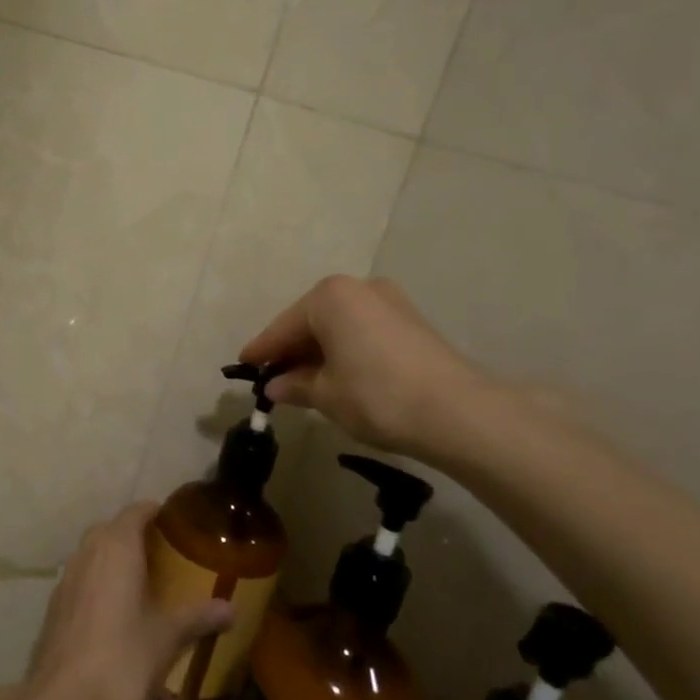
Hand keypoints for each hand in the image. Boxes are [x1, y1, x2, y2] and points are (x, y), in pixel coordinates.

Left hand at [26, 503, 233, 699]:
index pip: (137, 511)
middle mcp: (87, 551)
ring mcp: (66, 577)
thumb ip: (198, 617)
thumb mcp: (167, 637)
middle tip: (167, 555)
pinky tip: (116, 611)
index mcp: (116, 546)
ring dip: (116, 559)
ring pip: (94, 553)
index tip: (178, 524)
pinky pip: (83, 578)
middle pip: (113, 529)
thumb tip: (232, 609)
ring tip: (144, 582)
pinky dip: (100, 582)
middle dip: (137, 535)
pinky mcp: (55, 605)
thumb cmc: (122, 659)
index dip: (157, 512)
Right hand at [239, 275, 499, 466]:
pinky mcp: (411, 321)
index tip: (243, 366)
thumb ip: (296, 385)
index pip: (283, 327)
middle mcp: (358, 288)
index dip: (262, 350)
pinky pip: (362, 331)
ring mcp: (389, 301)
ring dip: (319, 351)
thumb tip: (276, 386)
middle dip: (292, 350)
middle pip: (312, 320)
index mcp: (330, 297)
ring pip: (339, 325)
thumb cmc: (376, 396)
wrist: (457, 411)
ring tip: (304, 381)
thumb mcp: (326, 395)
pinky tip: (338, 375)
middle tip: (272, 378)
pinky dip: (345, 350)